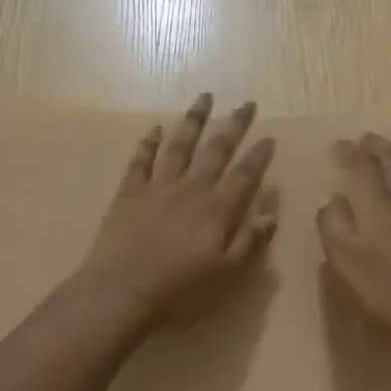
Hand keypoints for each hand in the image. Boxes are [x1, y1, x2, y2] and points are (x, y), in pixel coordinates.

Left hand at [78, 93, 276, 323]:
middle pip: (215, 151)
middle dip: (233, 126)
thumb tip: (271, 213)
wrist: (120, 292)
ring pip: (179, 146)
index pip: (244, 176)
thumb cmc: (178, 291)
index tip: (269, 136)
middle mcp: (190, 189)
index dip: (258, 156)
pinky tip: (156, 128)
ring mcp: (157, 187)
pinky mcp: (129, 192)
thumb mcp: (224, 274)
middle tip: (245, 104)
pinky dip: (149, 142)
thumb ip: (248, 242)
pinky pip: (141, 160)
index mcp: (216, 210)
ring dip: (193, 121)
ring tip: (204, 98)